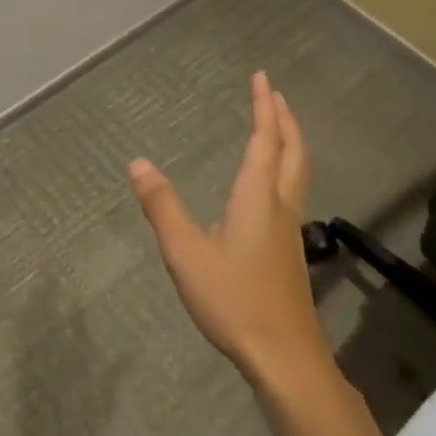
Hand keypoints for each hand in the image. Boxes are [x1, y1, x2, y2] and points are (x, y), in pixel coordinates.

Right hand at [128, 71, 336, 394]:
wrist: (285, 358)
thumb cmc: (234, 300)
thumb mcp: (186, 252)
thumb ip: (162, 206)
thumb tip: (138, 162)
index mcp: (258, 198)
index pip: (265, 140)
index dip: (263, 107)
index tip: (261, 77)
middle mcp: (280, 206)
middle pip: (292, 152)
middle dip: (284, 119)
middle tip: (272, 94)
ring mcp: (289, 231)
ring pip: (297, 173)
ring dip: (289, 143)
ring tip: (275, 129)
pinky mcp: (289, 252)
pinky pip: (290, 192)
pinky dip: (284, 169)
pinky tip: (268, 187)